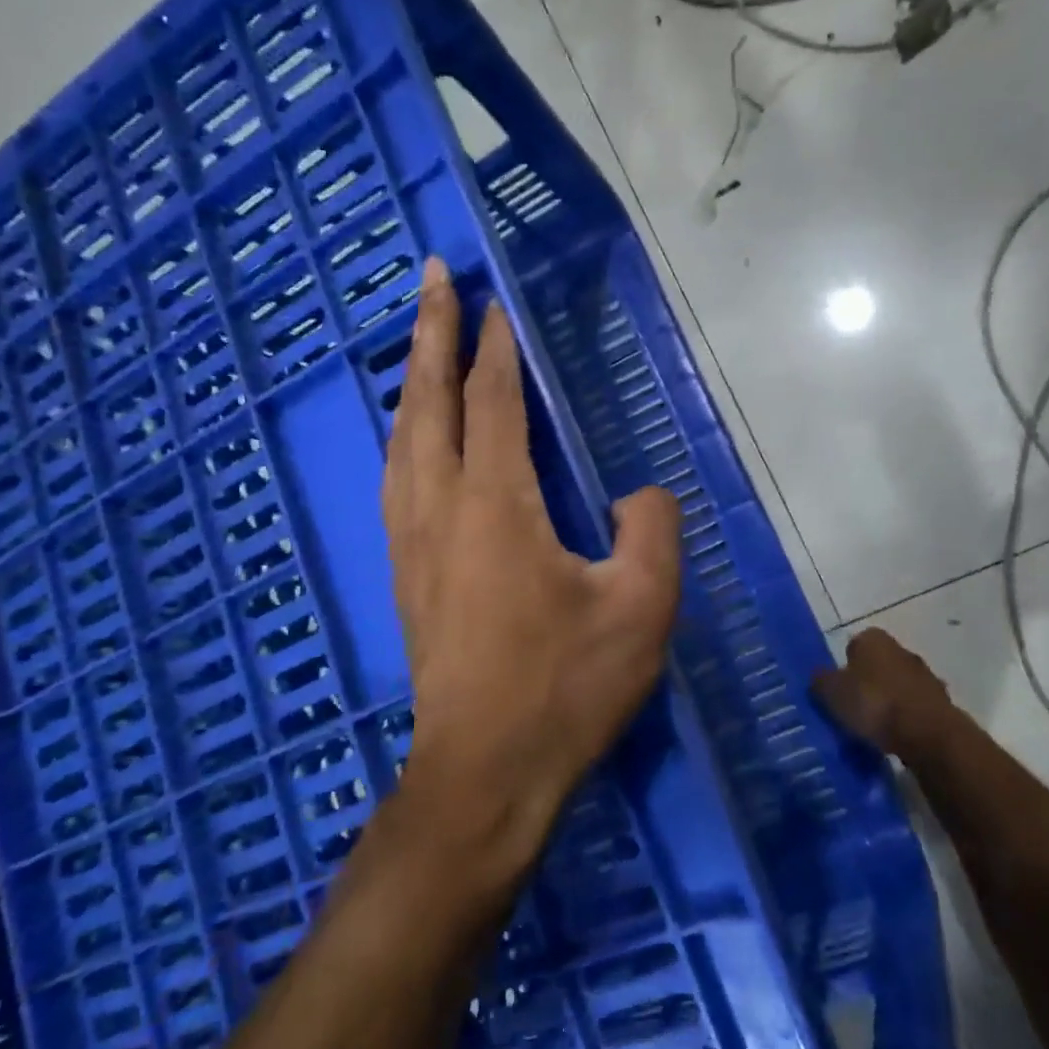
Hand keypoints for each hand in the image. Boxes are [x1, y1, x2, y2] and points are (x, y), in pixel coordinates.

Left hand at [382, 257, 682, 863]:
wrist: (483, 774)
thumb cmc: (564, 690)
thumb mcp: (641, 610)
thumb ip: (651, 532)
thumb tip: (638, 494)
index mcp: (495, 506)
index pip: (494, 402)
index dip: (496, 348)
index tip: (495, 301)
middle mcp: (439, 508)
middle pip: (427, 401)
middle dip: (429, 332)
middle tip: (430, 275)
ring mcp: (411, 541)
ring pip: (402, 437)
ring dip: (411, 380)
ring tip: (420, 341)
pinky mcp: (404, 573)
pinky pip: (397, 477)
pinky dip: (405, 433)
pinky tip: (413, 436)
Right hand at [811, 628, 961, 755]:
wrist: (929, 735)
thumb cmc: (874, 703)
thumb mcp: (831, 692)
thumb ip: (820, 681)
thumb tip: (819, 677)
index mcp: (874, 639)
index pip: (853, 645)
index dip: (843, 666)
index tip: (837, 689)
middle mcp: (902, 650)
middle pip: (877, 665)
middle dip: (866, 682)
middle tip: (851, 708)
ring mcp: (926, 676)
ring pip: (897, 686)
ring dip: (887, 702)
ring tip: (872, 728)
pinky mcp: (941, 703)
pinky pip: (913, 708)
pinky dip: (904, 719)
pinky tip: (894, 738)